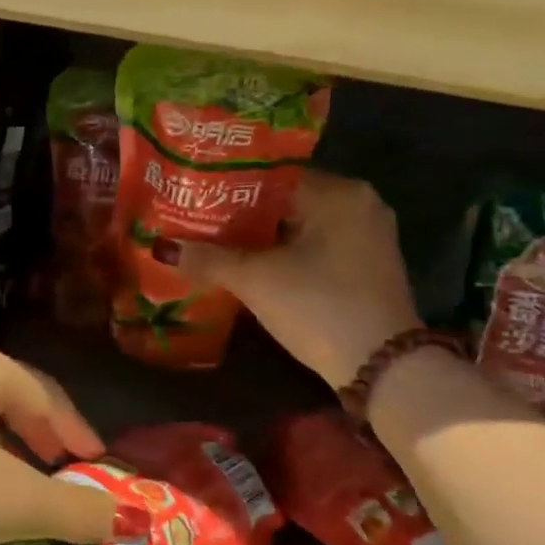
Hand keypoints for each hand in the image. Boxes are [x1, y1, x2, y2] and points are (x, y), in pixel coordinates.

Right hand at [162, 172, 420, 389]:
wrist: (382, 370)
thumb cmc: (318, 307)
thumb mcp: (256, 280)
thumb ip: (208, 258)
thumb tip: (162, 247)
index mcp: (338, 191)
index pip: (272, 174)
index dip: (229, 185)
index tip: (195, 194)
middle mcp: (359, 203)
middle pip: (286, 199)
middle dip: (242, 213)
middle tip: (198, 218)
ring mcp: (367, 235)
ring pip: (300, 224)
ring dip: (262, 235)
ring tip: (214, 240)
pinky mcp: (367, 265)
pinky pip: (316, 244)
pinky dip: (285, 251)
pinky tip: (251, 263)